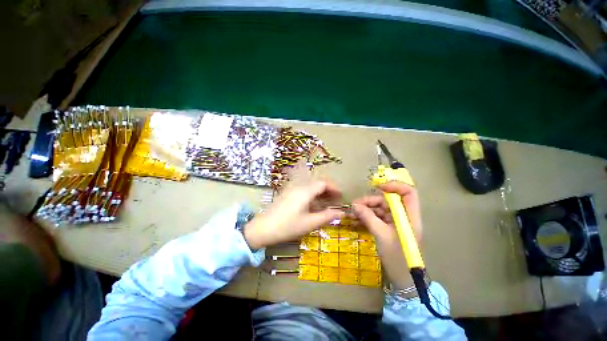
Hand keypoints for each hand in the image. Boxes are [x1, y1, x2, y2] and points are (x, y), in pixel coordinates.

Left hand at [244, 180, 343, 248]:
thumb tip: (342, 213)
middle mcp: (299, 186)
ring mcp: (292, 189)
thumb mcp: (310, 223)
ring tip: (327, 202)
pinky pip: (304, 190)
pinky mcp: (287, 194)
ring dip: (320, 192)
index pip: (323, 183)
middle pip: (317, 182)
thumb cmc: (288, 226)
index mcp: (305, 191)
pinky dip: (312, 194)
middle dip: (328, 189)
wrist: (263, 228)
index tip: (341, 196)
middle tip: (336, 200)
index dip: (334, 188)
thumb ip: (327, 217)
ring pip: (310, 186)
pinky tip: (314, 205)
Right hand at [352, 181, 421, 288]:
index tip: (377, 187)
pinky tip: (355, 219)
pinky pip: (376, 218)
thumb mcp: (381, 235)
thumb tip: (354, 205)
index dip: (394, 186)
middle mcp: (403, 216)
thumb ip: (368, 217)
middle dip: (371, 201)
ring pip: (380, 209)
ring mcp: (395, 223)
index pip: (408, 192)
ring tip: (352, 213)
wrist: (403, 280)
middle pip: (388, 201)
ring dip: (366, 209)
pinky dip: (366, 217)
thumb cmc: (398, 257)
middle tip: (355, 205)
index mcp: (409, 216)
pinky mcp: (388, 229)